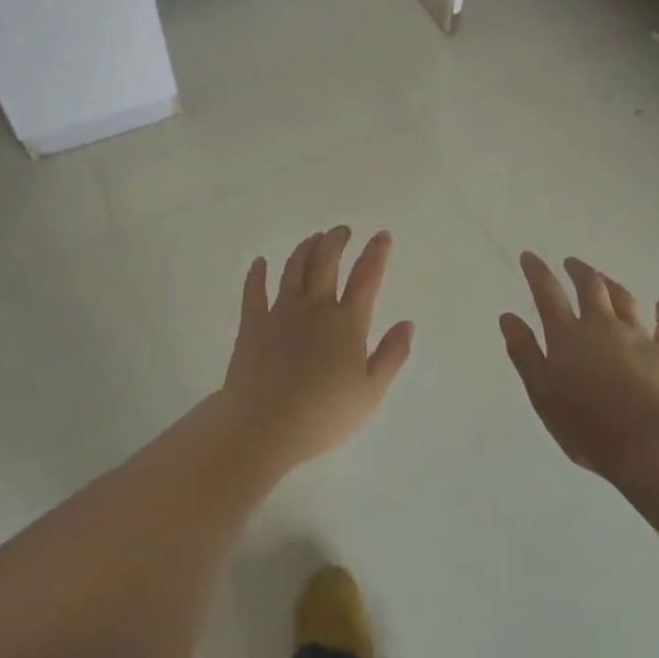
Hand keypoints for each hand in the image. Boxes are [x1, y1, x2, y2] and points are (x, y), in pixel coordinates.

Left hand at [221, 228, 413, 471]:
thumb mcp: (370, 393)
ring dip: (305, 249)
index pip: (366, 278)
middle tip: (342, 230)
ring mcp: (280, 312)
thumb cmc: (323, 415)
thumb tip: (407, 323)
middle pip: (326, 262)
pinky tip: (260, 262)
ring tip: (313, 238)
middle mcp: (315, 308)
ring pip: (293, 269)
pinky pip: (254, 291)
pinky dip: (257, 274)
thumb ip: (391, 356)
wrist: (263, 427)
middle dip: (336, 241)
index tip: (381, 235)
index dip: (375, 254)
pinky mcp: (252, 324)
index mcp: (347, 323)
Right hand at [501, 253, 658, 483]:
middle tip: (571, 263)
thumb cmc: (587, 426)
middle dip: (579, 271)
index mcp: (568, 336)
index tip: (529, 256)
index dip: (537, 272)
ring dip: (612, 285)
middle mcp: (602, 327)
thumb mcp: (542, 394)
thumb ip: (525, 353)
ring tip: (605, 279)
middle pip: (591, 288)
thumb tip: (508, 317)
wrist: (650, 447)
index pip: (548, 294)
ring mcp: (638, 337)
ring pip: (625, 300)